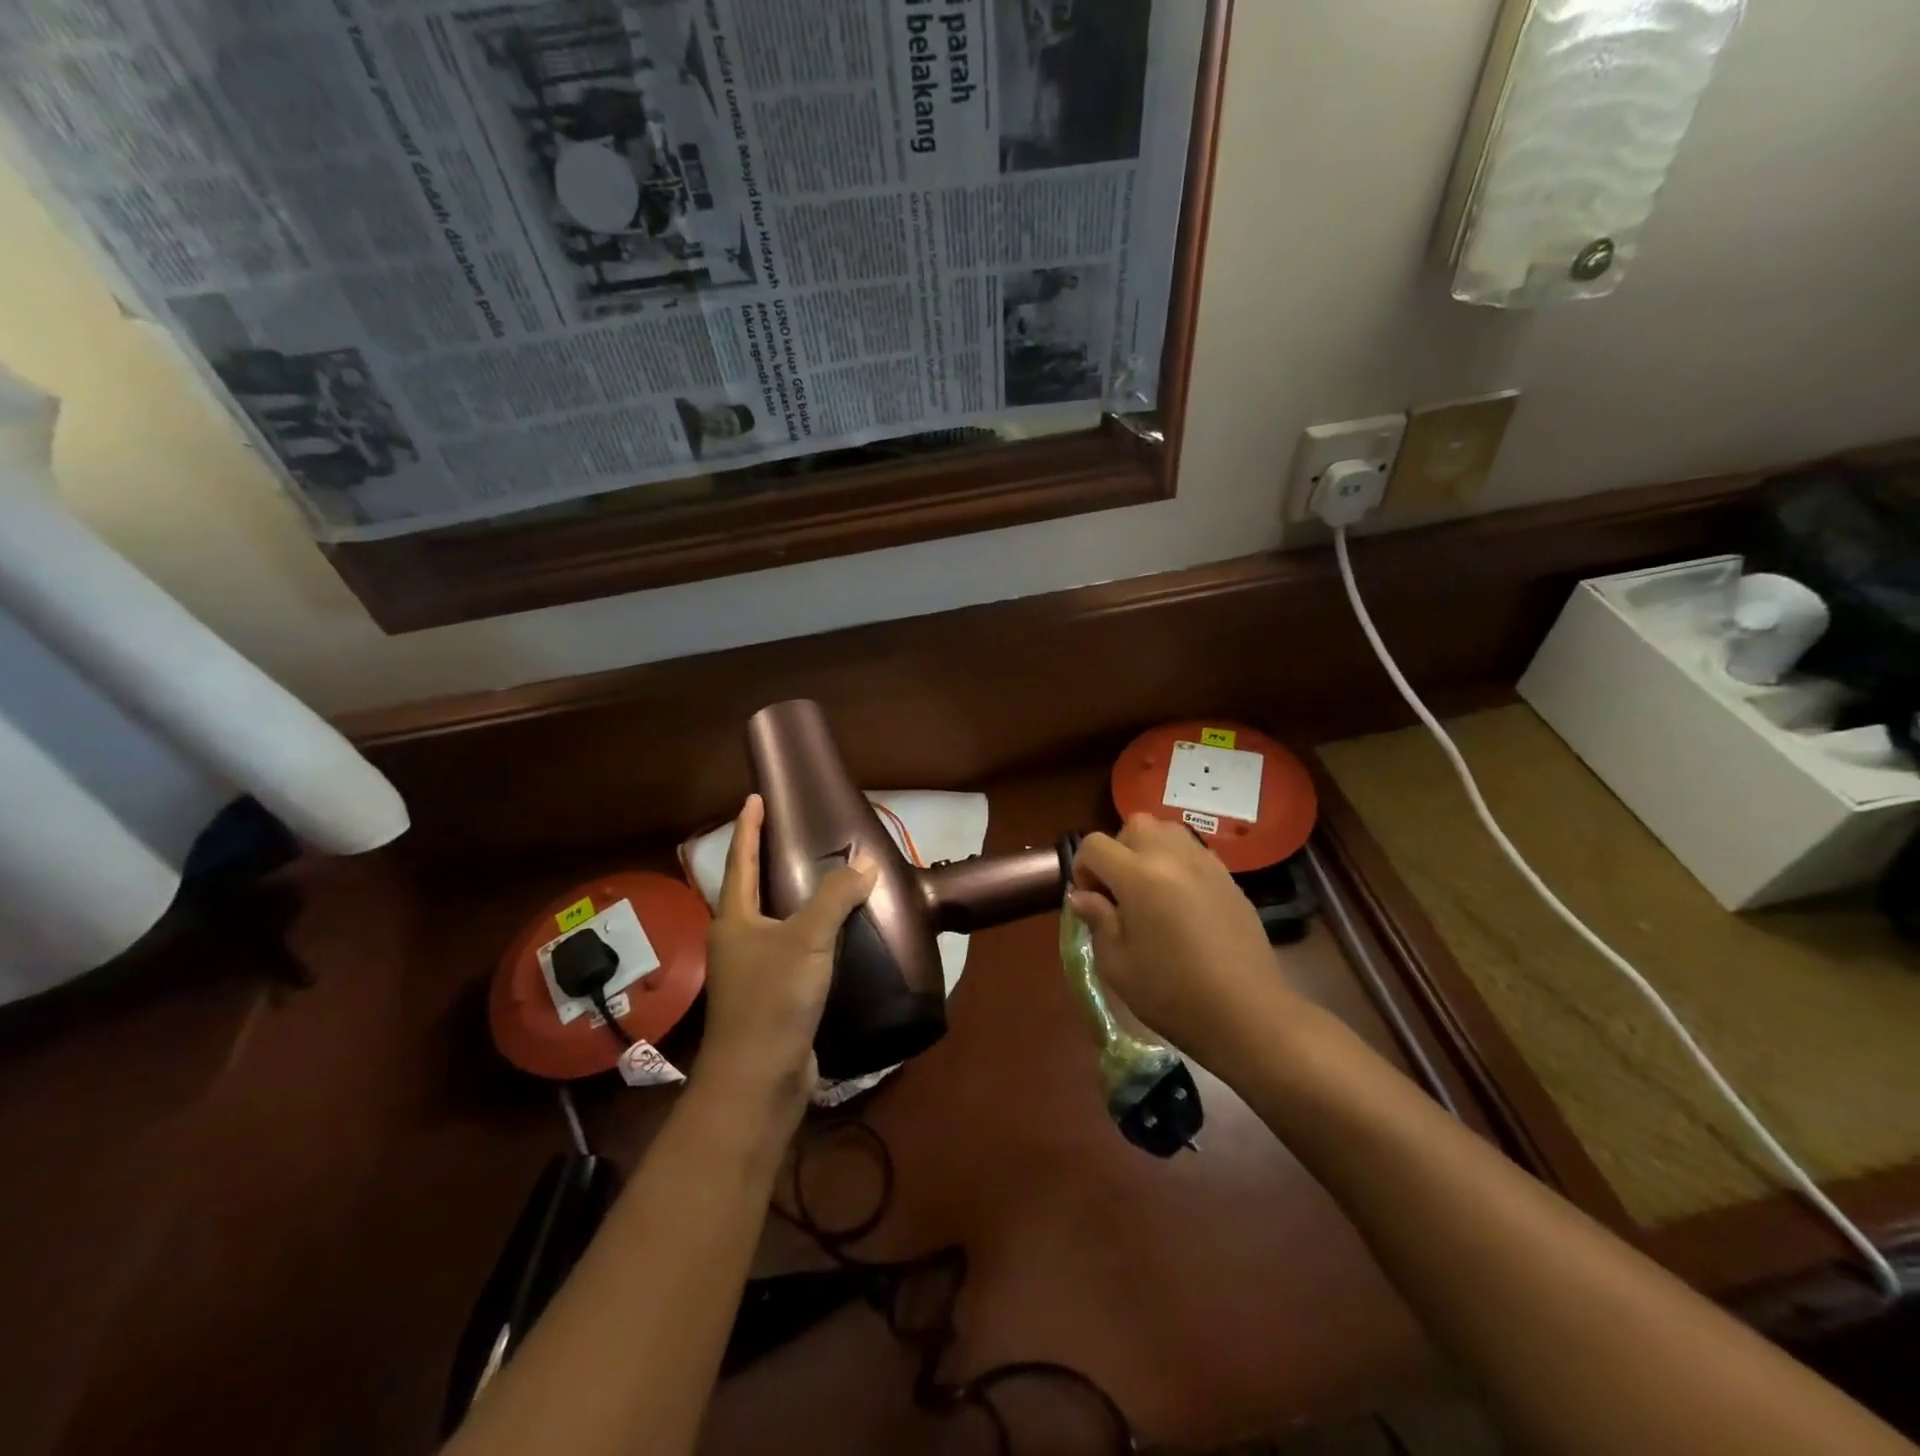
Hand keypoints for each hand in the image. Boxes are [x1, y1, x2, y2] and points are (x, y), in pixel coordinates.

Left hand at [697, 795, 877, 1119]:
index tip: (754, 798)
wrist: (759, 1079)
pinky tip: (835, 935)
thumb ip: (836, 898)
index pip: (739, 860)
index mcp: (734, 920)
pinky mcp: (773, 997)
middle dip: (768, 860)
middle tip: (795, 833)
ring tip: (822, 878)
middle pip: (751, 890)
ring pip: (774, 923)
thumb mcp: (808, 939)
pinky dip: (810, 934)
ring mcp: (752, 972)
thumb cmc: (773, 998)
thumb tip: (866, 863)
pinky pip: (793, 952)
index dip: (747, 827)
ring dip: (792, 899)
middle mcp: (737, 941)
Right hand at [1069, 814, 1303, 1070]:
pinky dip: (1177, 862)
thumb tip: (1082, 896)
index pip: (1095, 845)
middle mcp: (1173, 858)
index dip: (1083, 868)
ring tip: (1149, 889)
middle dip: (1117, 850)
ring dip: (1149, 849)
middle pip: (1134, 826)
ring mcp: (1206, 864)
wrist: (1246, 1013)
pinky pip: (1194, 852)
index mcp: (1139, 877)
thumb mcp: (1118, 965)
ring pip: (1167, 830)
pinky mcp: (1229, 878)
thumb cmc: (1173, 994)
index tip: (1090, 900)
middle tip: (1119, 891)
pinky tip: (1180, 902)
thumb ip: (1097, 921)